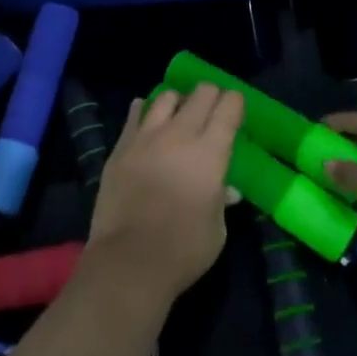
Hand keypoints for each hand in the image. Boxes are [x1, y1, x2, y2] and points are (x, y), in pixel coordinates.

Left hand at [87, 83, 244, 301]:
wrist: (128, 262)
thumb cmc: (183, 250)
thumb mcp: (217, 230)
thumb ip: (221, 201)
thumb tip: (226, 190)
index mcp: (211, 151)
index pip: (229, 106)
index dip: (235, 103)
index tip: (236, 111)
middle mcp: (180, 134)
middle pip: (200, 93)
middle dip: (210, 96)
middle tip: (212, 111)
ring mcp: (146, 137)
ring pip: (166, 96)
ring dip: (178, 101)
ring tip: (179, 115)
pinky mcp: (120, 147)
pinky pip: (134, 114)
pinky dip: (144, 111)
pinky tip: (147, 119)